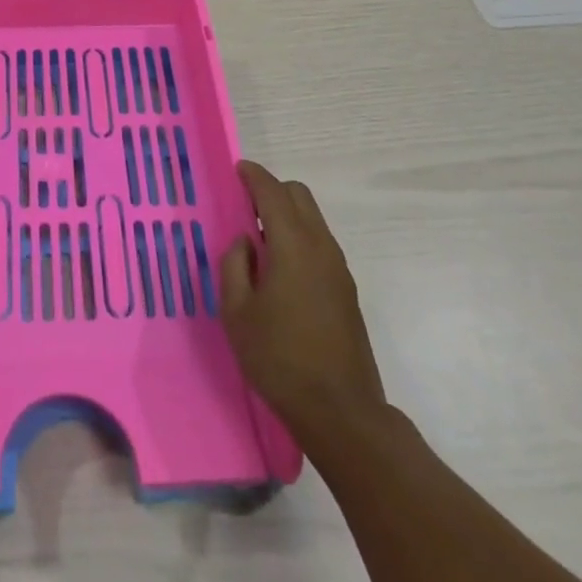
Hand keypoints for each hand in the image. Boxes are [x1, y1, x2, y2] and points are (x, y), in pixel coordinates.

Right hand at [220, 160, 387, 448]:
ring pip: (313, 219)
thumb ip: (234, 265)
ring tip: (259, 241)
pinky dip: (299, 237)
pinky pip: (320, 243)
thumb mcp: (237, 313)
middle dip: (272, 191)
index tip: (238, 170)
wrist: (341, 412)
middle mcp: (321, 247)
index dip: (254, 176)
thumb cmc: (280, 359)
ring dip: (287, 215)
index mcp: (293, 245)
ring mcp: (338, 268)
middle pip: (299, 196)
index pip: (273, 192)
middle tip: (245, 207)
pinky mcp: (347, 290)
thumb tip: (245, 242)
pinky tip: (281, 269)